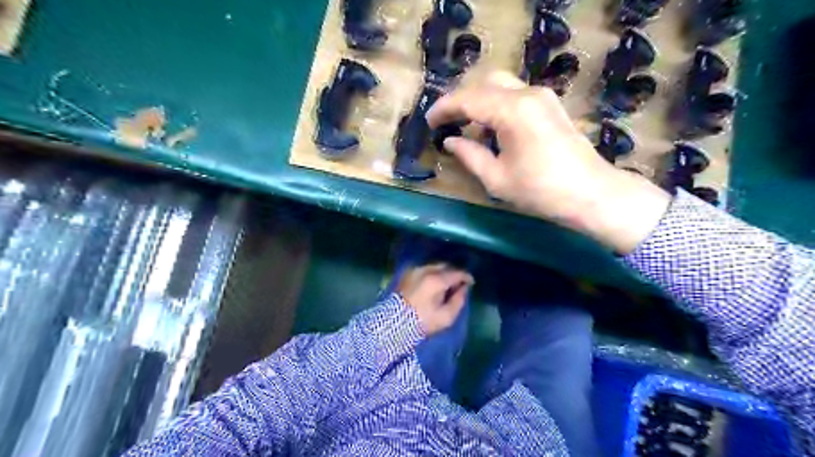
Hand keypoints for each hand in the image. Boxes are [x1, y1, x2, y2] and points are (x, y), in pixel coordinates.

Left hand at [395, 264, 471, 335]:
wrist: (394, 322)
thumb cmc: (422, 322)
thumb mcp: (446, 317)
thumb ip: (458, 301)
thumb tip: (464, 289)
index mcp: (437, 280)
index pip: (457, 273)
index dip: (466, 277)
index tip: (471, 283)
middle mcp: (426, 270)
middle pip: (446, 266)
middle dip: (454, 273)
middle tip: (459, 284)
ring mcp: (415, 270)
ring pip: (435, 266)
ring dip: (443, 272)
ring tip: (446, 283)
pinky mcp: (407, 273)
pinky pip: (424, 269)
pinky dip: (432, 273)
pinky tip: (434, 283)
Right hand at [424, 73, 671, 255]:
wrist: (591, 194)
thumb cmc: (541, 191)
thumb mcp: (497, 178)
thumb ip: (469, 155)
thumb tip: (450, 142)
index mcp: (512, 111)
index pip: (468, 99)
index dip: (444, 108)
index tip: (429, 122)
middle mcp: (528, 94)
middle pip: (485, 82)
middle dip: (461, 99)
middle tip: (445, 121)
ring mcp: (542, 96)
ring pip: (500, 84)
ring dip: (478, 100)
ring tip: (463, 124)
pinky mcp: (550, 105)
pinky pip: (515, 94)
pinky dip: (496, 104)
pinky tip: (490, 127)